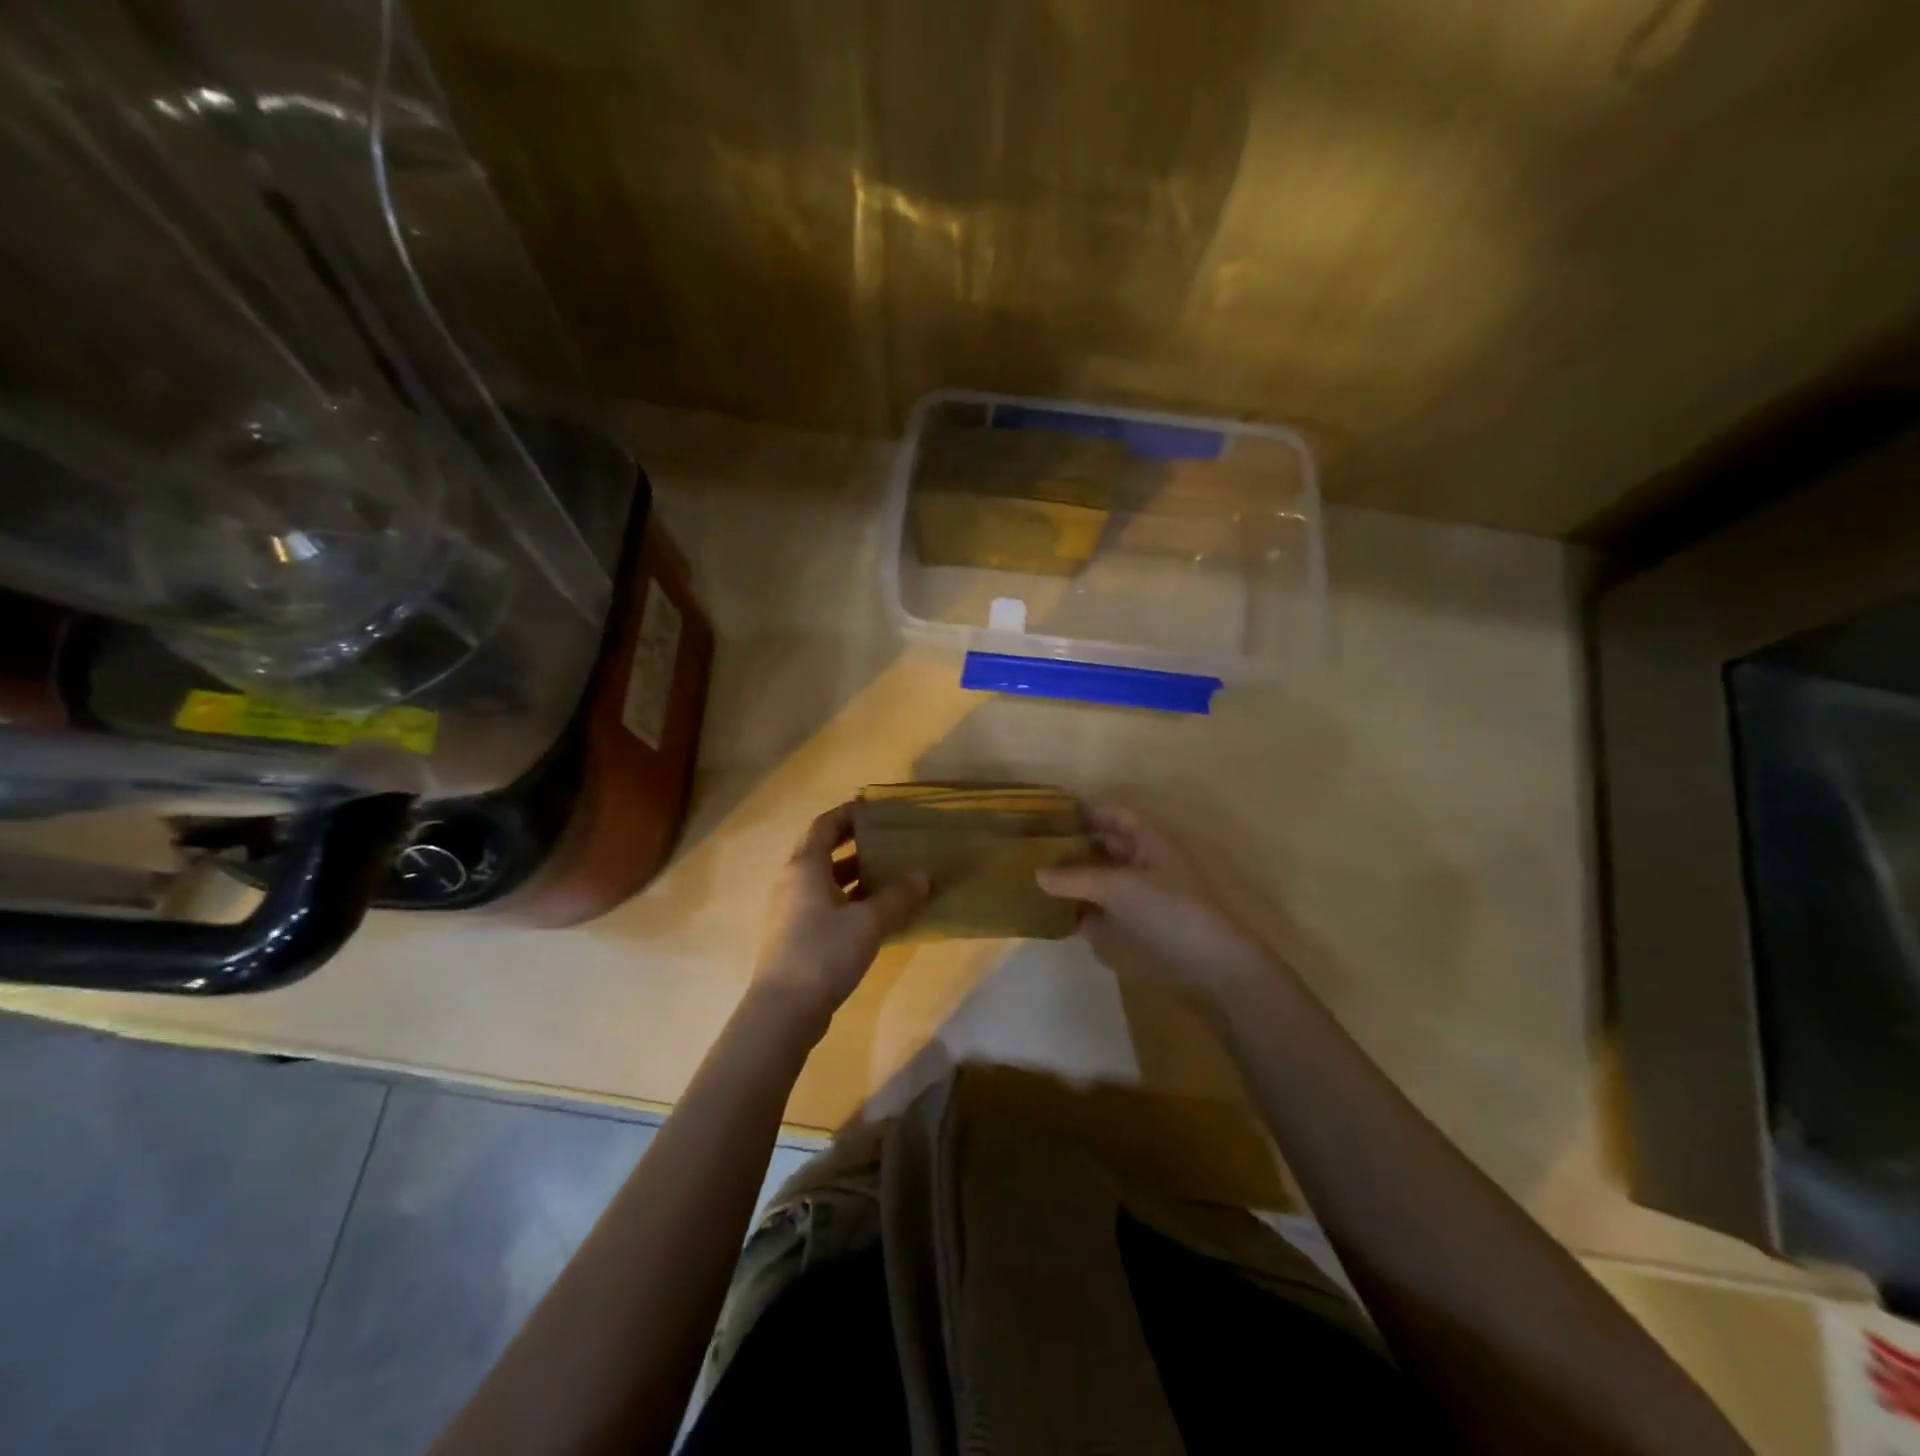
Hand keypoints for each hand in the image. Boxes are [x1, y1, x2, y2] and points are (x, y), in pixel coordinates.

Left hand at [752, 803, 928, 1036]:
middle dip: (855, 844)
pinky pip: (826, 906)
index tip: (874, 809)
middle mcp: (794, 882)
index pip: (825, 825)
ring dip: (855, 875)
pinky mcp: (797, 937)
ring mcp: (792, 911)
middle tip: (888, 839)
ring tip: (890, 874)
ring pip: (826, 881)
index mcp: (805, 867)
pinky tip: (877, 913)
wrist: (783, 1010)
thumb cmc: (823, 952)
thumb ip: (898, 897)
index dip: (848, 814)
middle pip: (823, 851)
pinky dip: (849, 901)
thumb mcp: (868, 922)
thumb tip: (924, 876)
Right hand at [1037, 806, 1280, 1018]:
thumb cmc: (1168, 910)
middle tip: (1033, 848)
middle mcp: (1145, 864)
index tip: (1050, 814)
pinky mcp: (1137, 928)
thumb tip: (1035, 872)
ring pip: (1101, 881)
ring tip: (1033, 879)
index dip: (1086, 812)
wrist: (1210, 966)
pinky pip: (1103, 913)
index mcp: (1150, 842)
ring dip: (1074, 881)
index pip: (1114, 815)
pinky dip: (1081, 912)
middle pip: (1105, 848)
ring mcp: (1142, 898)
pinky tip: (1053, 915)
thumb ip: (1075, 878)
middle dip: (1073, 847)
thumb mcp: (1117, 887)